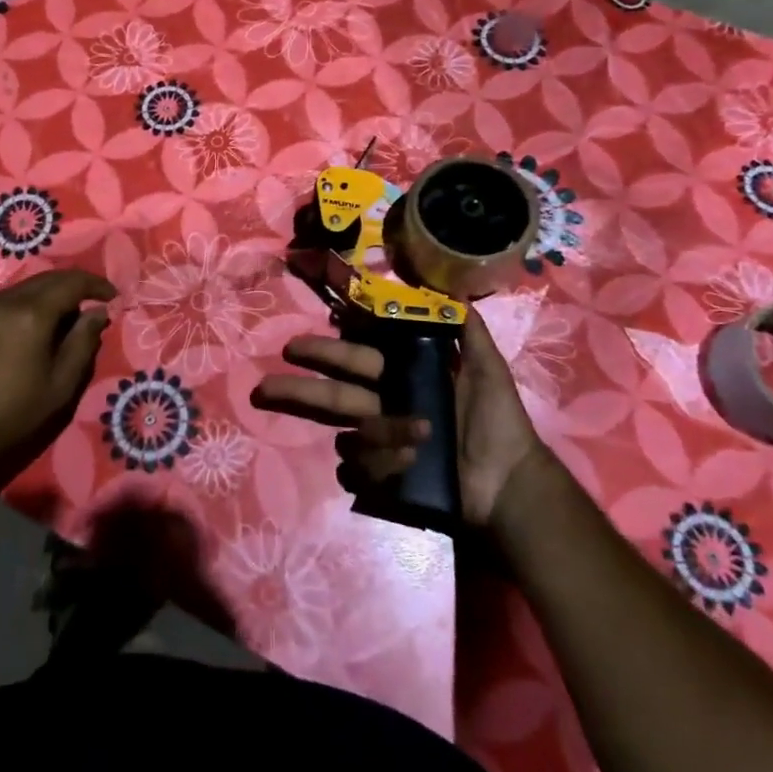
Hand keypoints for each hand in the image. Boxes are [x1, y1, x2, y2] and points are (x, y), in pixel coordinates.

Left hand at [0, 269, 115, 485]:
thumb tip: (97, 312)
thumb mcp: (60, 386)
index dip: (96, 284)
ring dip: (39, 301)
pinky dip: (10, 312)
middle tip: (84, 308)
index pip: (72, 282)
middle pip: (44, 280)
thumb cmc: (10, 417)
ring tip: (48, 326)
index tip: (110, 295)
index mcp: (30, 314)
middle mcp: (0, 300)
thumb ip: (83, 342)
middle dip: (69, 289)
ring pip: (16, 292)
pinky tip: (10, 338)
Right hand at [254, 312, 545, 528]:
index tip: (297, 345)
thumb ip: (466, 328)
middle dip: (296, 388)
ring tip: (418, 435)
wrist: (509, 481)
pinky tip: (412, 460)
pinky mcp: (383, 476)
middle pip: (330, 394)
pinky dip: (385, 463)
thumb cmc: (497, 420)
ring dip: (379, 433)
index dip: (327, 350)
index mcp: (400, 377)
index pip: (354, 358)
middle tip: (263, 387)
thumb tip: (448, 289)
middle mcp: (381, 406)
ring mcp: (379, 443)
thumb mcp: (487, 366)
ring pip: (349, 434)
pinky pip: (363, 468)